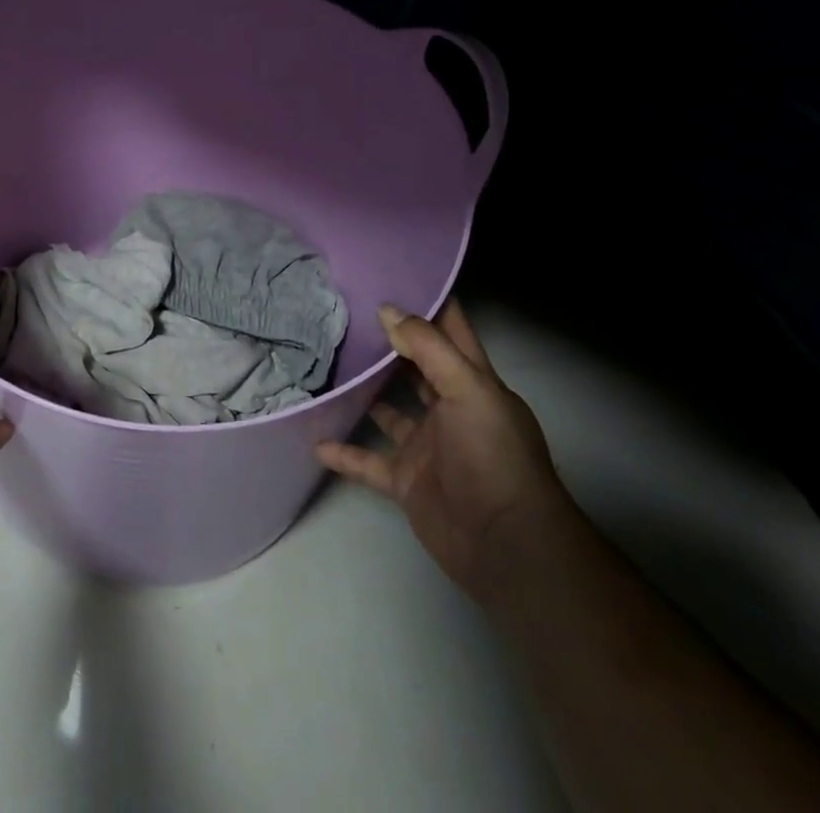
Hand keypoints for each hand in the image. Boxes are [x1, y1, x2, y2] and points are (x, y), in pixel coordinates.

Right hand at [317, 298, 572, 603]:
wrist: (505, 545)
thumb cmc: (493, 456)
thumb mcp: (468, 389)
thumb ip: (427, 347)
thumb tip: (387, 309)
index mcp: (472, 382)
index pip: (451, 330)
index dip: (428, 301)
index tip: (391, 273)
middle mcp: (449, 408)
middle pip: (415, 366)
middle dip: (387, 341)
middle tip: (343, 312)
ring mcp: (426, 446)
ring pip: (388, 410)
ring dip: (362, 392)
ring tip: (325, 365)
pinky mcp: (406, 481)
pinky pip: (368, 461)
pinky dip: (343, 452)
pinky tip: (315, 437)